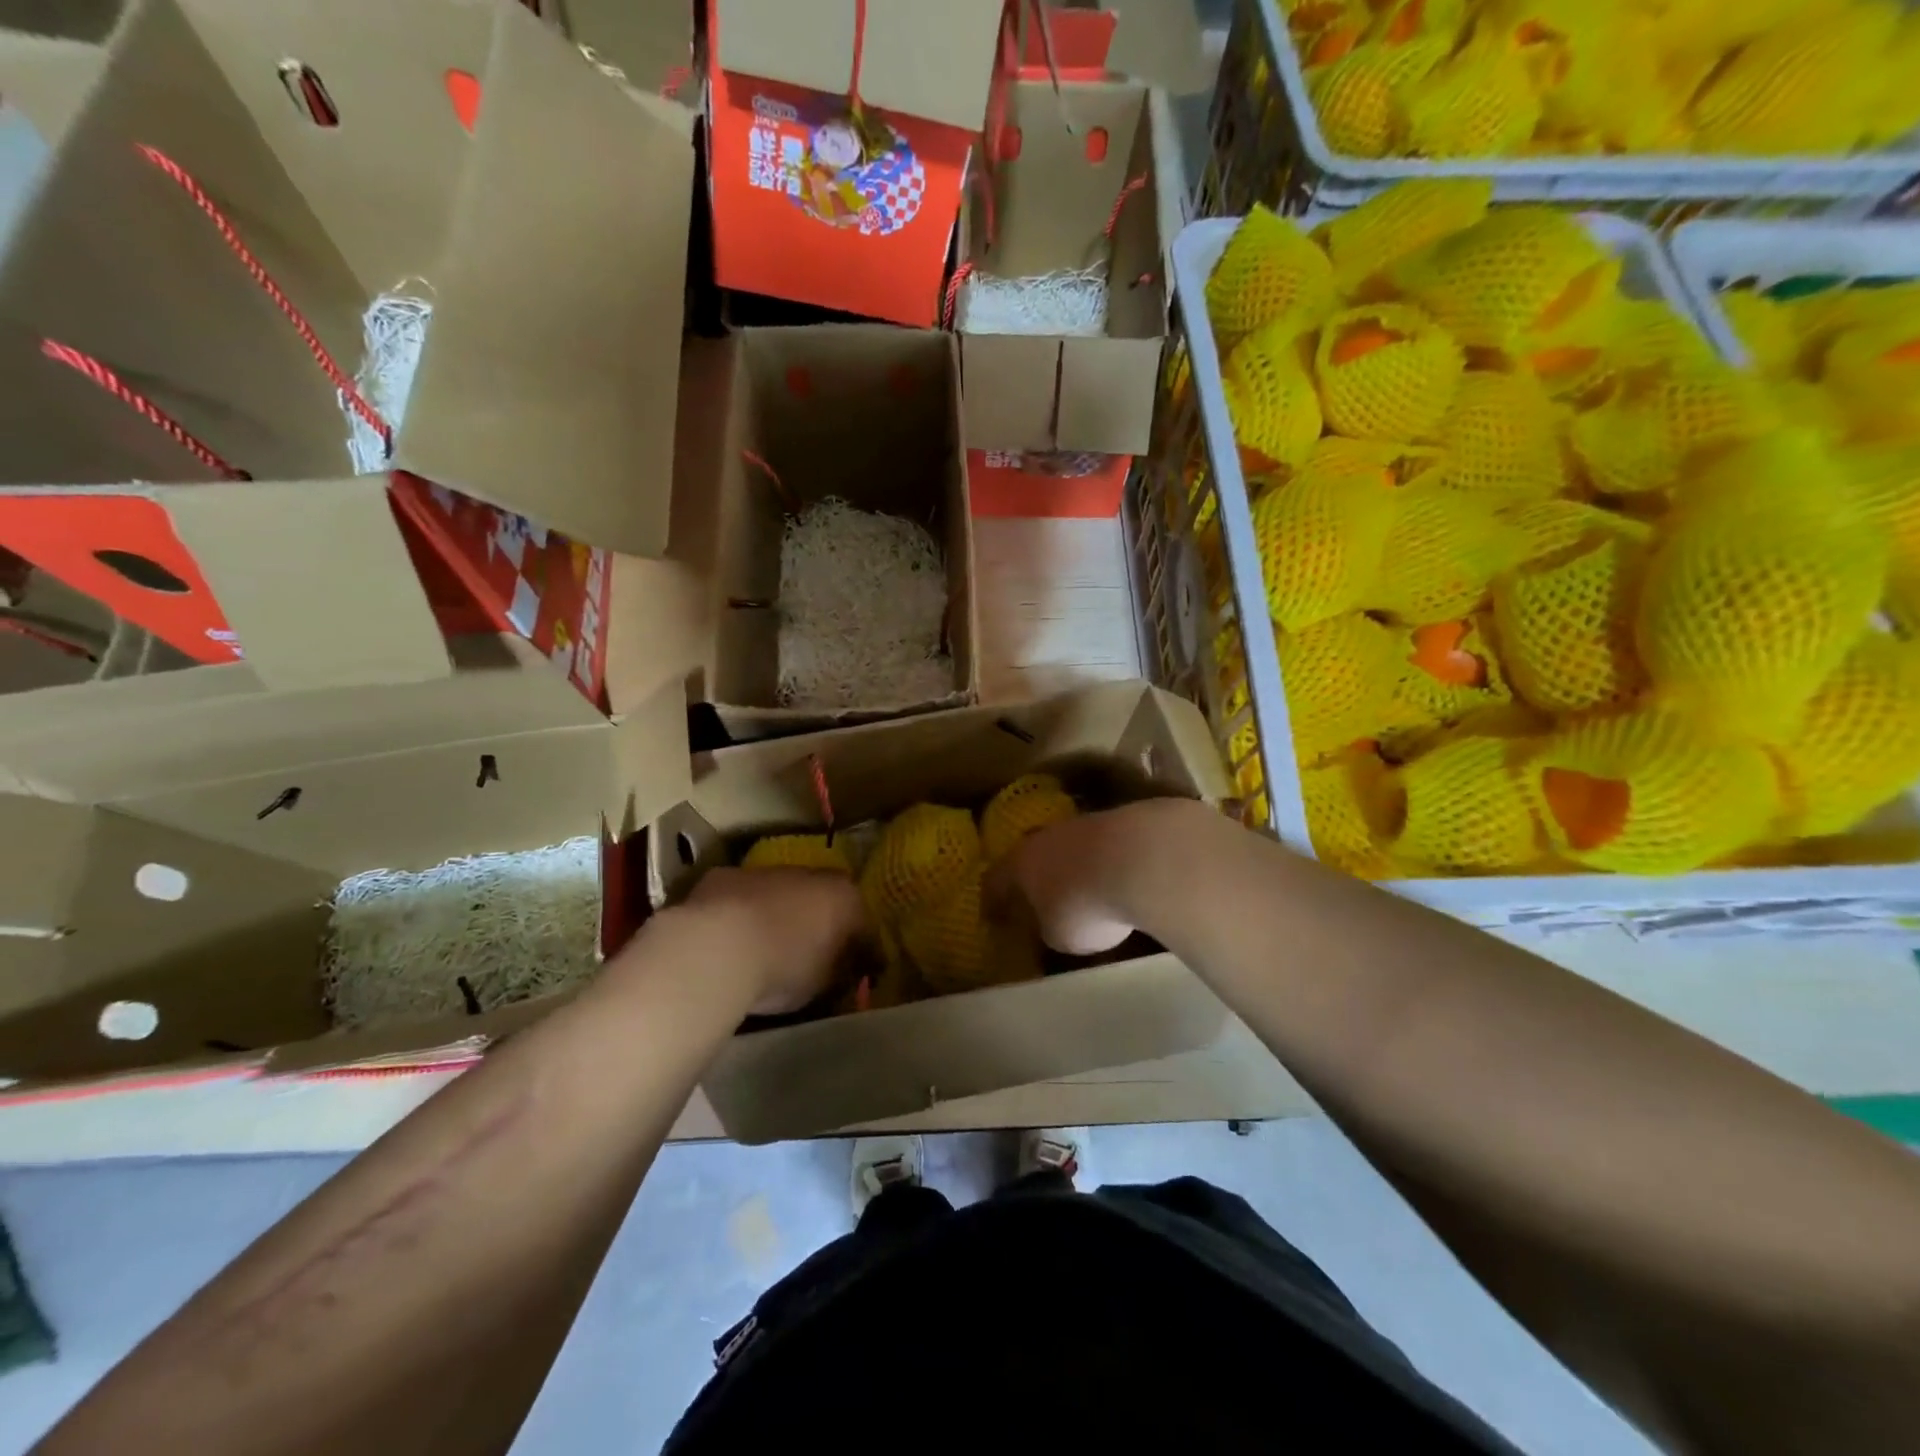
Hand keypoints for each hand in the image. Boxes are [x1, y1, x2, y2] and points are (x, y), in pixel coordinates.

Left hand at [683, 866, 865, 1014]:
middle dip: (818, 921)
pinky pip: (742, 897)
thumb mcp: (823, 983)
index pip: (863, 924)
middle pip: (822, 898)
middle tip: (811, 952)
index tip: (856, 968)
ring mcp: (765, 871)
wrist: (718, 947)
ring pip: (780, 892)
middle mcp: (810, 874)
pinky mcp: (725, 876)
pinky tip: (731, 938)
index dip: (860, 948)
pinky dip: (742, 913)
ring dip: (778, 912)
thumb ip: (838, 971)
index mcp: (844, 898)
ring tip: (767, 946)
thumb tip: (843, 968)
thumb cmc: (784, 967)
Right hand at [990, 800, 1189, 956]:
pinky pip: (1104, 850)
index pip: (996, 881)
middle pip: (1034, 858)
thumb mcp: (1059, 935)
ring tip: (1084, 892)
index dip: (994, 901)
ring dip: (1074, 870)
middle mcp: (1046, 838)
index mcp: (1020, 863)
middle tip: (1037, 899)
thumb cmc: (1083, 905)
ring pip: (1071, 850)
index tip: (993, 916)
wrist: (1141, 859)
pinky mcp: (1121, 822)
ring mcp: (1084, 825)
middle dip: (1036, 879)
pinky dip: (1106, 866)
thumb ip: (1050, 928)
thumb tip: (1053, 923)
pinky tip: (1119, 883)